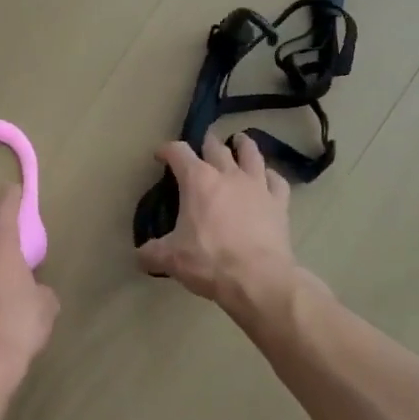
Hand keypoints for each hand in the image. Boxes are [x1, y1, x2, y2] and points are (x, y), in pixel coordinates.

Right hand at [137, 133, 299, 311]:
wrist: (258, 278)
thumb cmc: (209, 261)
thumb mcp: (171, 259)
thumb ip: (152, 253)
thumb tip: (140, 255)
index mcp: (198, 180)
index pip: (178, 152)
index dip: (167, 150)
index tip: (160, 155)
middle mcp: (228, 174)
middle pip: (216, 147)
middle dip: (207, 143)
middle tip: (203, 145)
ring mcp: (257, 186)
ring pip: (251, 154)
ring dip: (243, 145)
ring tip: (240, 141)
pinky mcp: (279, 203)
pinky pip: (277, 181)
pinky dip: (271, 176)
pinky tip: (268, 178)